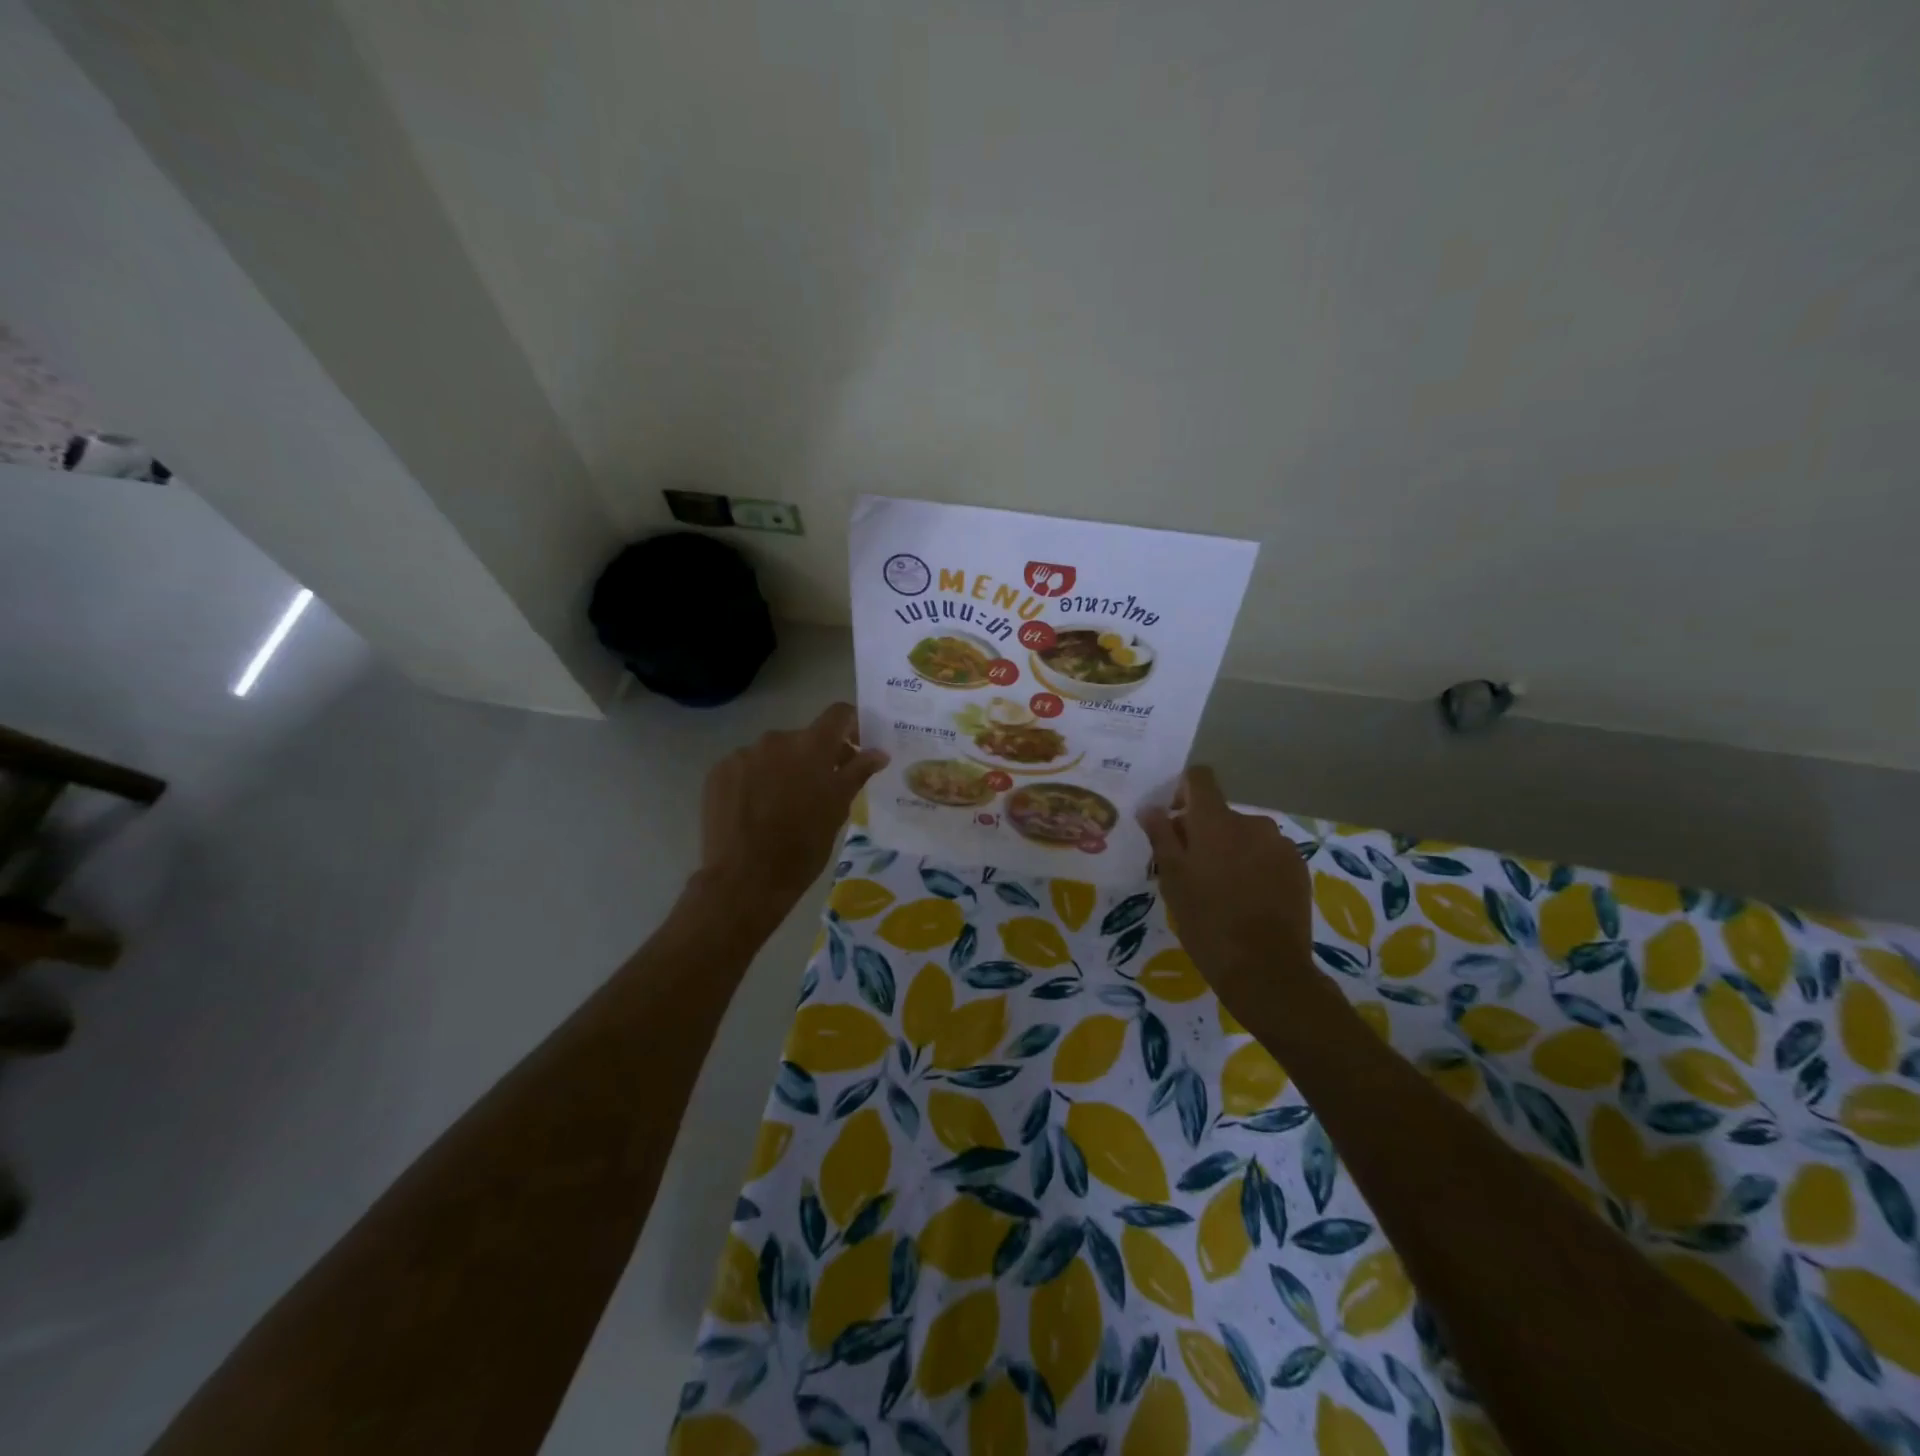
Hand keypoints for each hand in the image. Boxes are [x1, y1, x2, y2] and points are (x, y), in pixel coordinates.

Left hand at [695, 703, 886, 923]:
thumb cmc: (803, 845)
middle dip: (816, 757)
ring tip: (784, 806)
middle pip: (804, 738)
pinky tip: (756, 811)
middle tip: (821, 789)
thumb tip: (878, 752)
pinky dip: (755, 781)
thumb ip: (858, 772)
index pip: (838, 714)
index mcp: (811, 746)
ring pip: (773, 754)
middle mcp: (776, 740)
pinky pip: (746, 767)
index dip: (851, 725)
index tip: (856, 747)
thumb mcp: (838, 809)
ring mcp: (743, 755)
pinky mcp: (718, 773)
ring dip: (784, 769)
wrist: (745, 878)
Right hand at [1138, 766, 1316, 1024]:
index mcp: (1216, 820)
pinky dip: (1254, 866)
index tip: (1173, 821)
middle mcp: (1252, 822)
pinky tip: (1247, 900)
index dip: (1182, 791)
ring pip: (1245, 836)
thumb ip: (1161, 836)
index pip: (1200, 778)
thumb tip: (1151, 807)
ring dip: (1230, 850)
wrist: (1266, 969)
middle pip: (1221, 813)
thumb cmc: (1207, 921)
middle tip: (1191, 871)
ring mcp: (1280, 845)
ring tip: (1221, 890)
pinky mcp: (1299, 869)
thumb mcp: (1172, 879)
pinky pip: (1267, 855)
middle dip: (1204, 832)